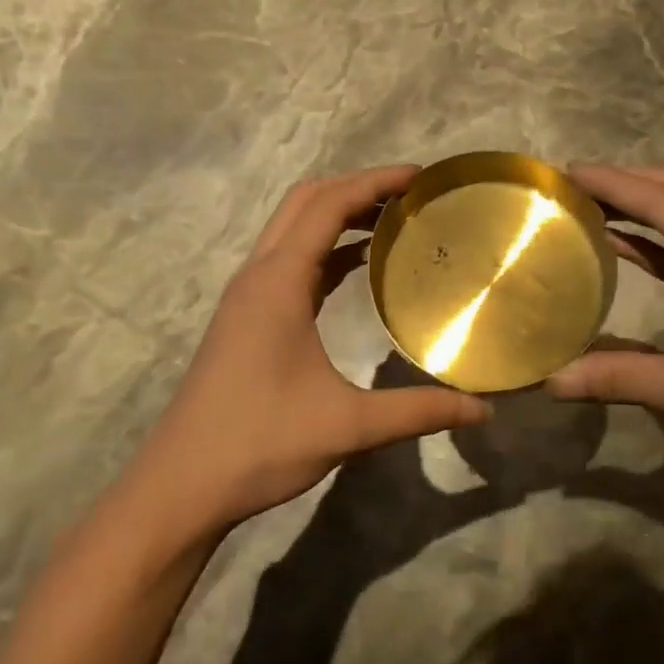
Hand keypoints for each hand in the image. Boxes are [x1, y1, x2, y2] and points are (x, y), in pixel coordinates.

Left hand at [120, 166, 490, 534]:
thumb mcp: (349, 426)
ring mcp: (248, 295)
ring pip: (294, 228)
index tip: (421, 177)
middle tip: (411, 194)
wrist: (181, 486)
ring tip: (393, 220)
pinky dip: (326, 248)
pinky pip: (290, 260)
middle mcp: (259, 275)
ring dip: (339, 214)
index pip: (329, 205)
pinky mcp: (246, 317)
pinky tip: (359, 266)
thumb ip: (419, 411)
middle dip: (358, 187)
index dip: (376, 182)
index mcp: (279, 282)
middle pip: (307, 201)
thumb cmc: (260, 444)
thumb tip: (483, 408)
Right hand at [548, 165, 663, 479]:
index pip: (663, 202)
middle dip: (627, 183)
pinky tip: (621, 243)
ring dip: (642, 206)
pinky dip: (657, 240)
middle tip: (571, 183)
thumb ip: (623, 378)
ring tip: (587, 202)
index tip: (564, 171)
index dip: (612, 184)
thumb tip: (552, 380)